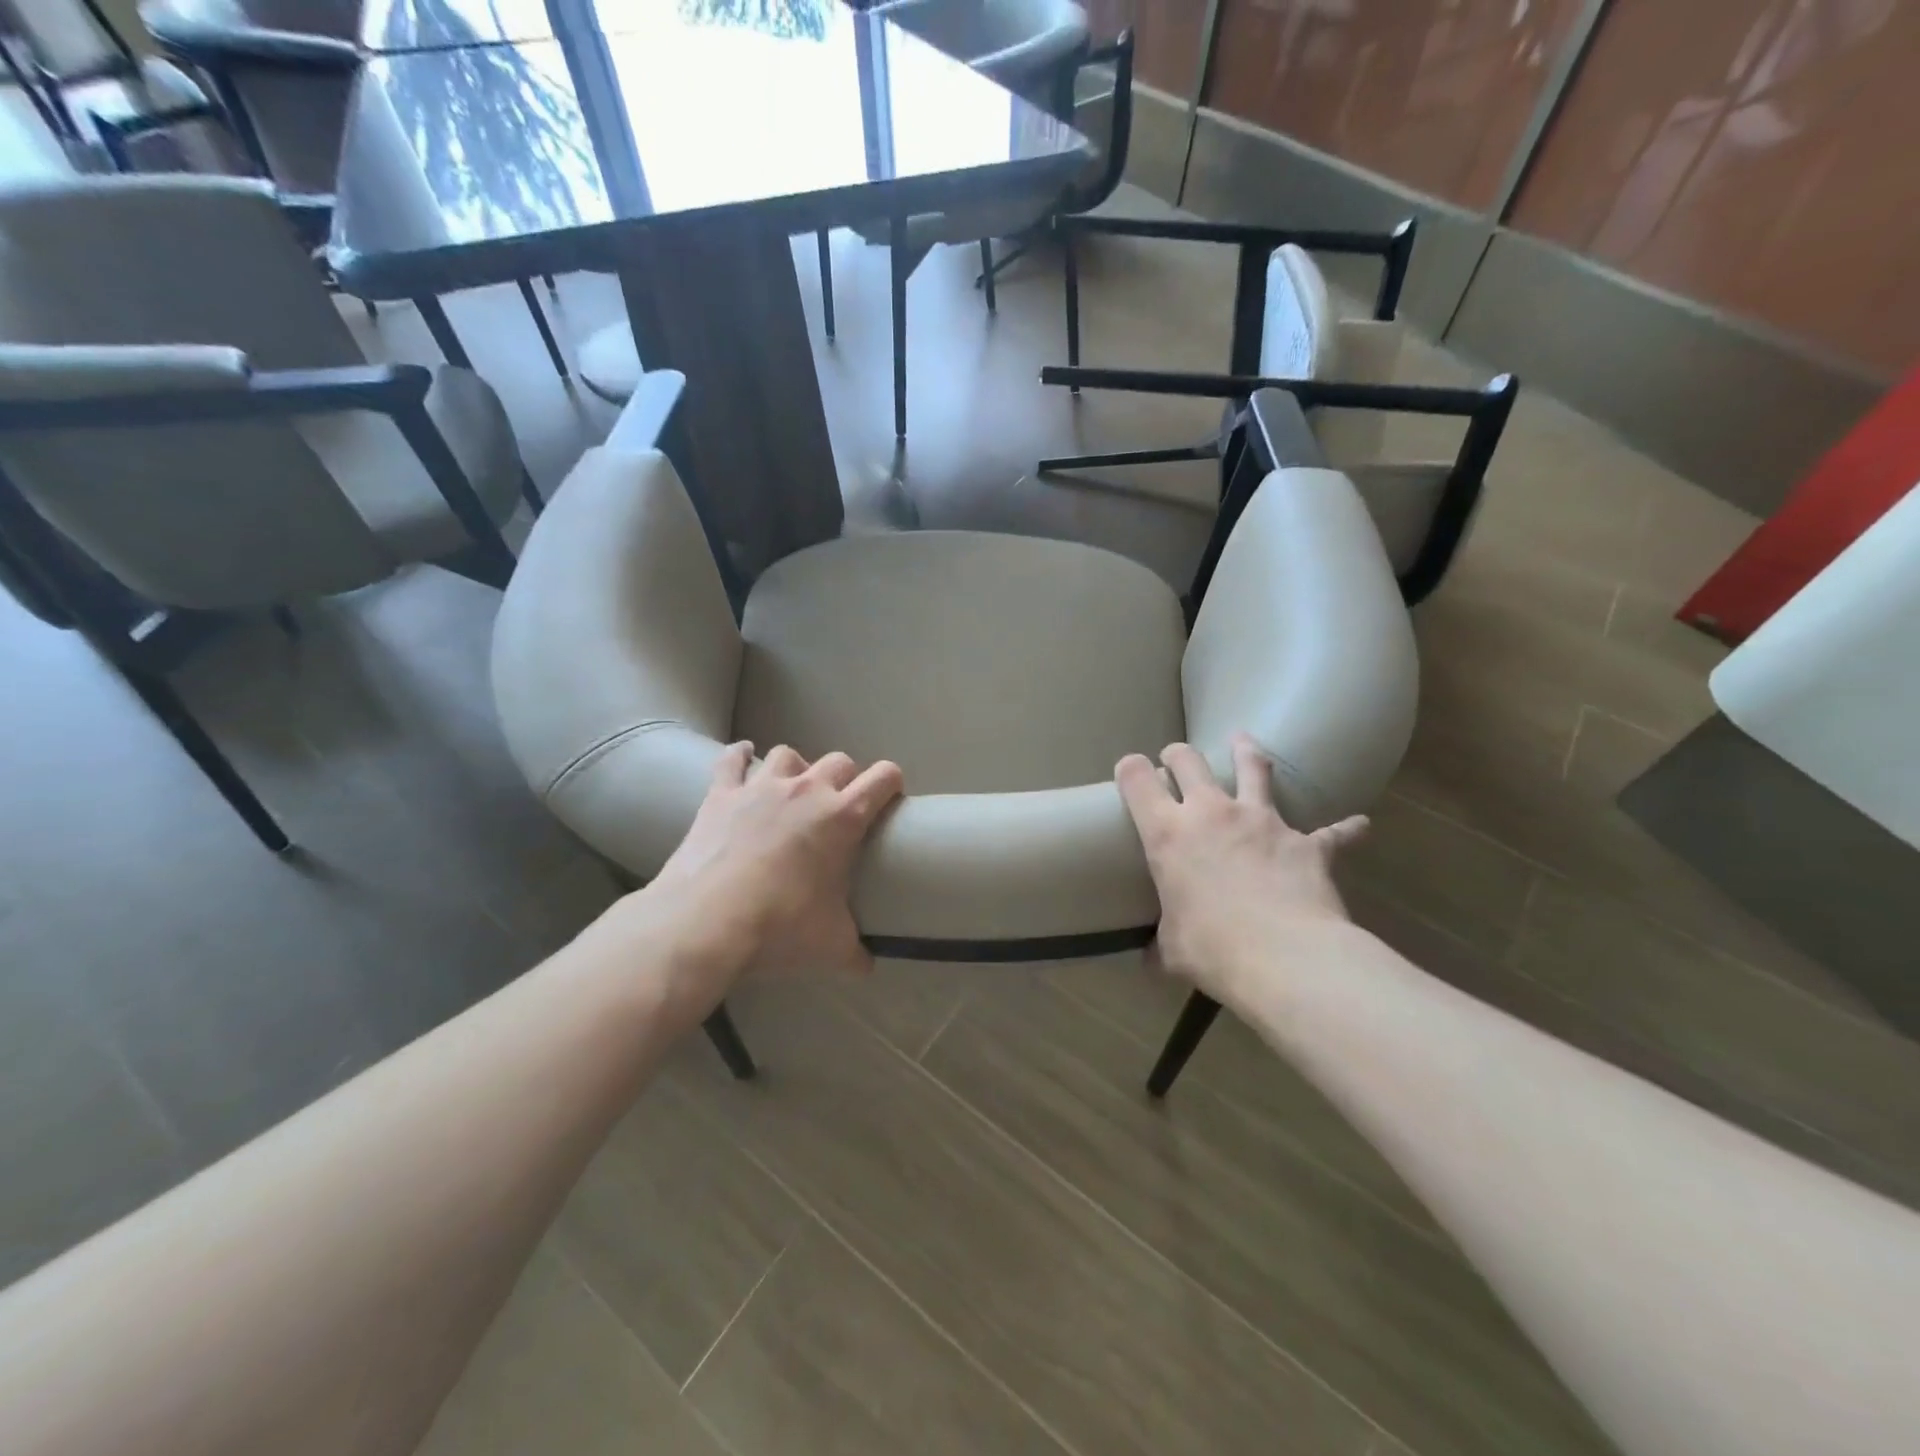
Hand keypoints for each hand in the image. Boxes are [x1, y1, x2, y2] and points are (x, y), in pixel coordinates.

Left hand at [614, 742, 903, 1002]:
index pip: (883, 778)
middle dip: (845, 778)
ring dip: (795, 768)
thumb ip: (855, 953)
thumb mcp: (830, 947)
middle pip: (839, 761)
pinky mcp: (721, 794)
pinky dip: (739, 757)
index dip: (892, 782)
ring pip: (788, 755)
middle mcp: (807, 790)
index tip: (890, 797)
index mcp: (843, 817)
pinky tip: (741, 758)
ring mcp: (761, 786)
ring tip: (791, 790)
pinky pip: (732, 760)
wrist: (707, 921)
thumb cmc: (780, 927)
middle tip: (839, 807)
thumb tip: (867, 967)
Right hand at [1116, 734, 1367, 1007]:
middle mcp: (1211, 813)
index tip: (1130, 770)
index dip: (1130, 769)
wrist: (1287, 959)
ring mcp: (1262, 821)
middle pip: (1189, 761)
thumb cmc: (1213, 950)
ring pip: (1253, 769)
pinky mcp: (1307, 842)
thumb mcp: (1171, 950)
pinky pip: (1332, 831)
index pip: (1137, 780)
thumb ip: (1159, 945)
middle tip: (1176, 759)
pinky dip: (1344, 828)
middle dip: (1178, 755)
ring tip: (1242, 742)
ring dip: (1246, 753)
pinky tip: (1358, 825)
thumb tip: (1150, 960)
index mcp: (1168, 834)